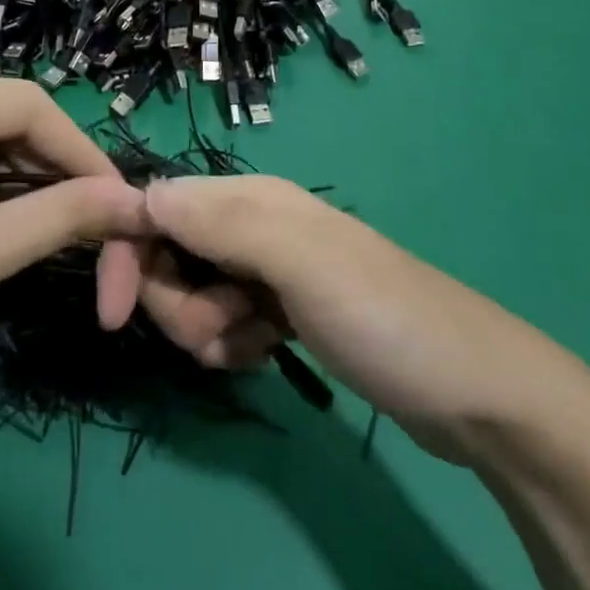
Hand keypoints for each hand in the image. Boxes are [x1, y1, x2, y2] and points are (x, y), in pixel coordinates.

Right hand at [114, 176, 580, 463]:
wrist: (475, 395)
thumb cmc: (387, 320)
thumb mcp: (303, 264)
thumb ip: (223, 223)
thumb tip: (142, 194)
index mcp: (252, 199)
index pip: (157, 206)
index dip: (127, 253)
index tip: (113, 316)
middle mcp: (254, 225)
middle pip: (169, 253)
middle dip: (177, 302)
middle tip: (222, 331)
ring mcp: (270, 271)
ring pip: (193, 293)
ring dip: (205, 329)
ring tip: (253, 347)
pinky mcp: (282, 311)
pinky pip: (224, 322)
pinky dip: (231, 343)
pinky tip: (265, 356)